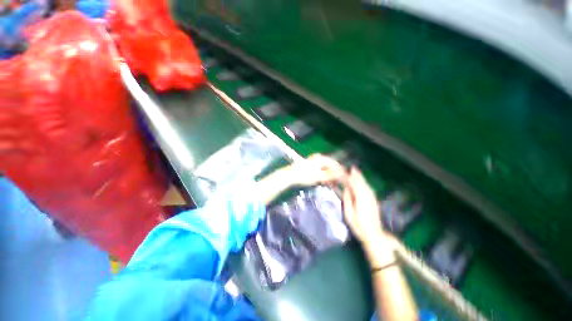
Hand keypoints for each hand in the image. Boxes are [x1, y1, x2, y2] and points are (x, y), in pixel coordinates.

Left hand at [285, 154, 345, 186]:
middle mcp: (319, 158)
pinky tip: (325, 182)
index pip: (335, 164)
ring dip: (330, 177)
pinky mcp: (312, 168)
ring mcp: (315, 163)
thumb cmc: (303, 175)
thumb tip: (342, 175)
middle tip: (338, 183)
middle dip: (335, 175)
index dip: (341, 172)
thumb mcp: (318, 176)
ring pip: (326, 170)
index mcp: (321, 158)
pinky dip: (324, 177)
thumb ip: (331, 175)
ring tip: (332, 184)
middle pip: (331, 167)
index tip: (345, 179)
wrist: (289, 176)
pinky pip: (321, 172)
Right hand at [342, 167, 384, 247]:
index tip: (345, 173)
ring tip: (356, 172)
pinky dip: (365, 184)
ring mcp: (372, 199)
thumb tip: (347, 189)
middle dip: (357, 175)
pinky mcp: (374, 202)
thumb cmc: (359, 226)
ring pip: (366, 186)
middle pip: (362, 183)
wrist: (374, 235)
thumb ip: (348, 200)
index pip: (355, 185)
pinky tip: (362, 183)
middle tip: (352, 168)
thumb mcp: (349, 214)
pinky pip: (369, 189)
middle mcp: (368, 197)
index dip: (350, 178)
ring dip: (361, 178)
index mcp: (361, 199)